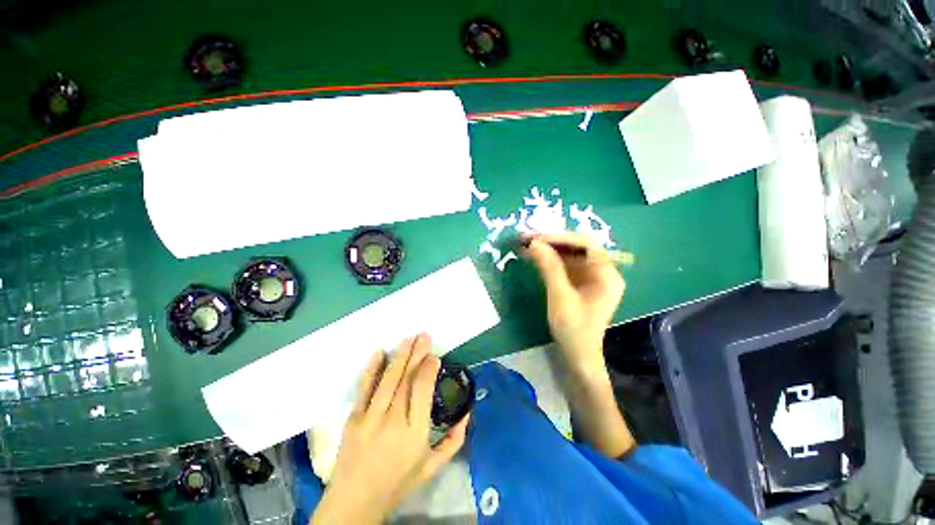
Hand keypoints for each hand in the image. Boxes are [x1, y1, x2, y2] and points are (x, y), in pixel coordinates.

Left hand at [311, 334, 469, 524]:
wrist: (354, 503)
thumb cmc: (398, 484)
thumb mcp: (432, 467)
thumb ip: (454, 440)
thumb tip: (468, 412)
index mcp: (415, 432)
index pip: (423, 390)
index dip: (429, 369)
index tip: (435, 356)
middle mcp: (393, 420)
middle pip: (407, 379)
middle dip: (417, 354)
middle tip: (424, 336)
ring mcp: (370, 418)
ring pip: (388, 379)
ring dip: (400, 356)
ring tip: (409, 338)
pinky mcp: (353, 418)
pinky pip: (364, 388)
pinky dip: (372, 369)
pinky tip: (379, 352)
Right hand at [521, 233, 633, 457]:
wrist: (578, 356)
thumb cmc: (573, 329)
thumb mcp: (560, 296)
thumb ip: (549, 268)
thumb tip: (534, 243)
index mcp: (607, 274)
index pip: (585, 244)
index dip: (559, 238)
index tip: (536, 238)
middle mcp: (603, 272)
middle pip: (577, 248)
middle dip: (552, 243)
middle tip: (527, 240)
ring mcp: (592, 278)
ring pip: (570, 255)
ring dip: (549, 250)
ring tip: (527, 247)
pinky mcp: (582, 284)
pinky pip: (566, 266)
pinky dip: (551, 261)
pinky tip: (536, 258)